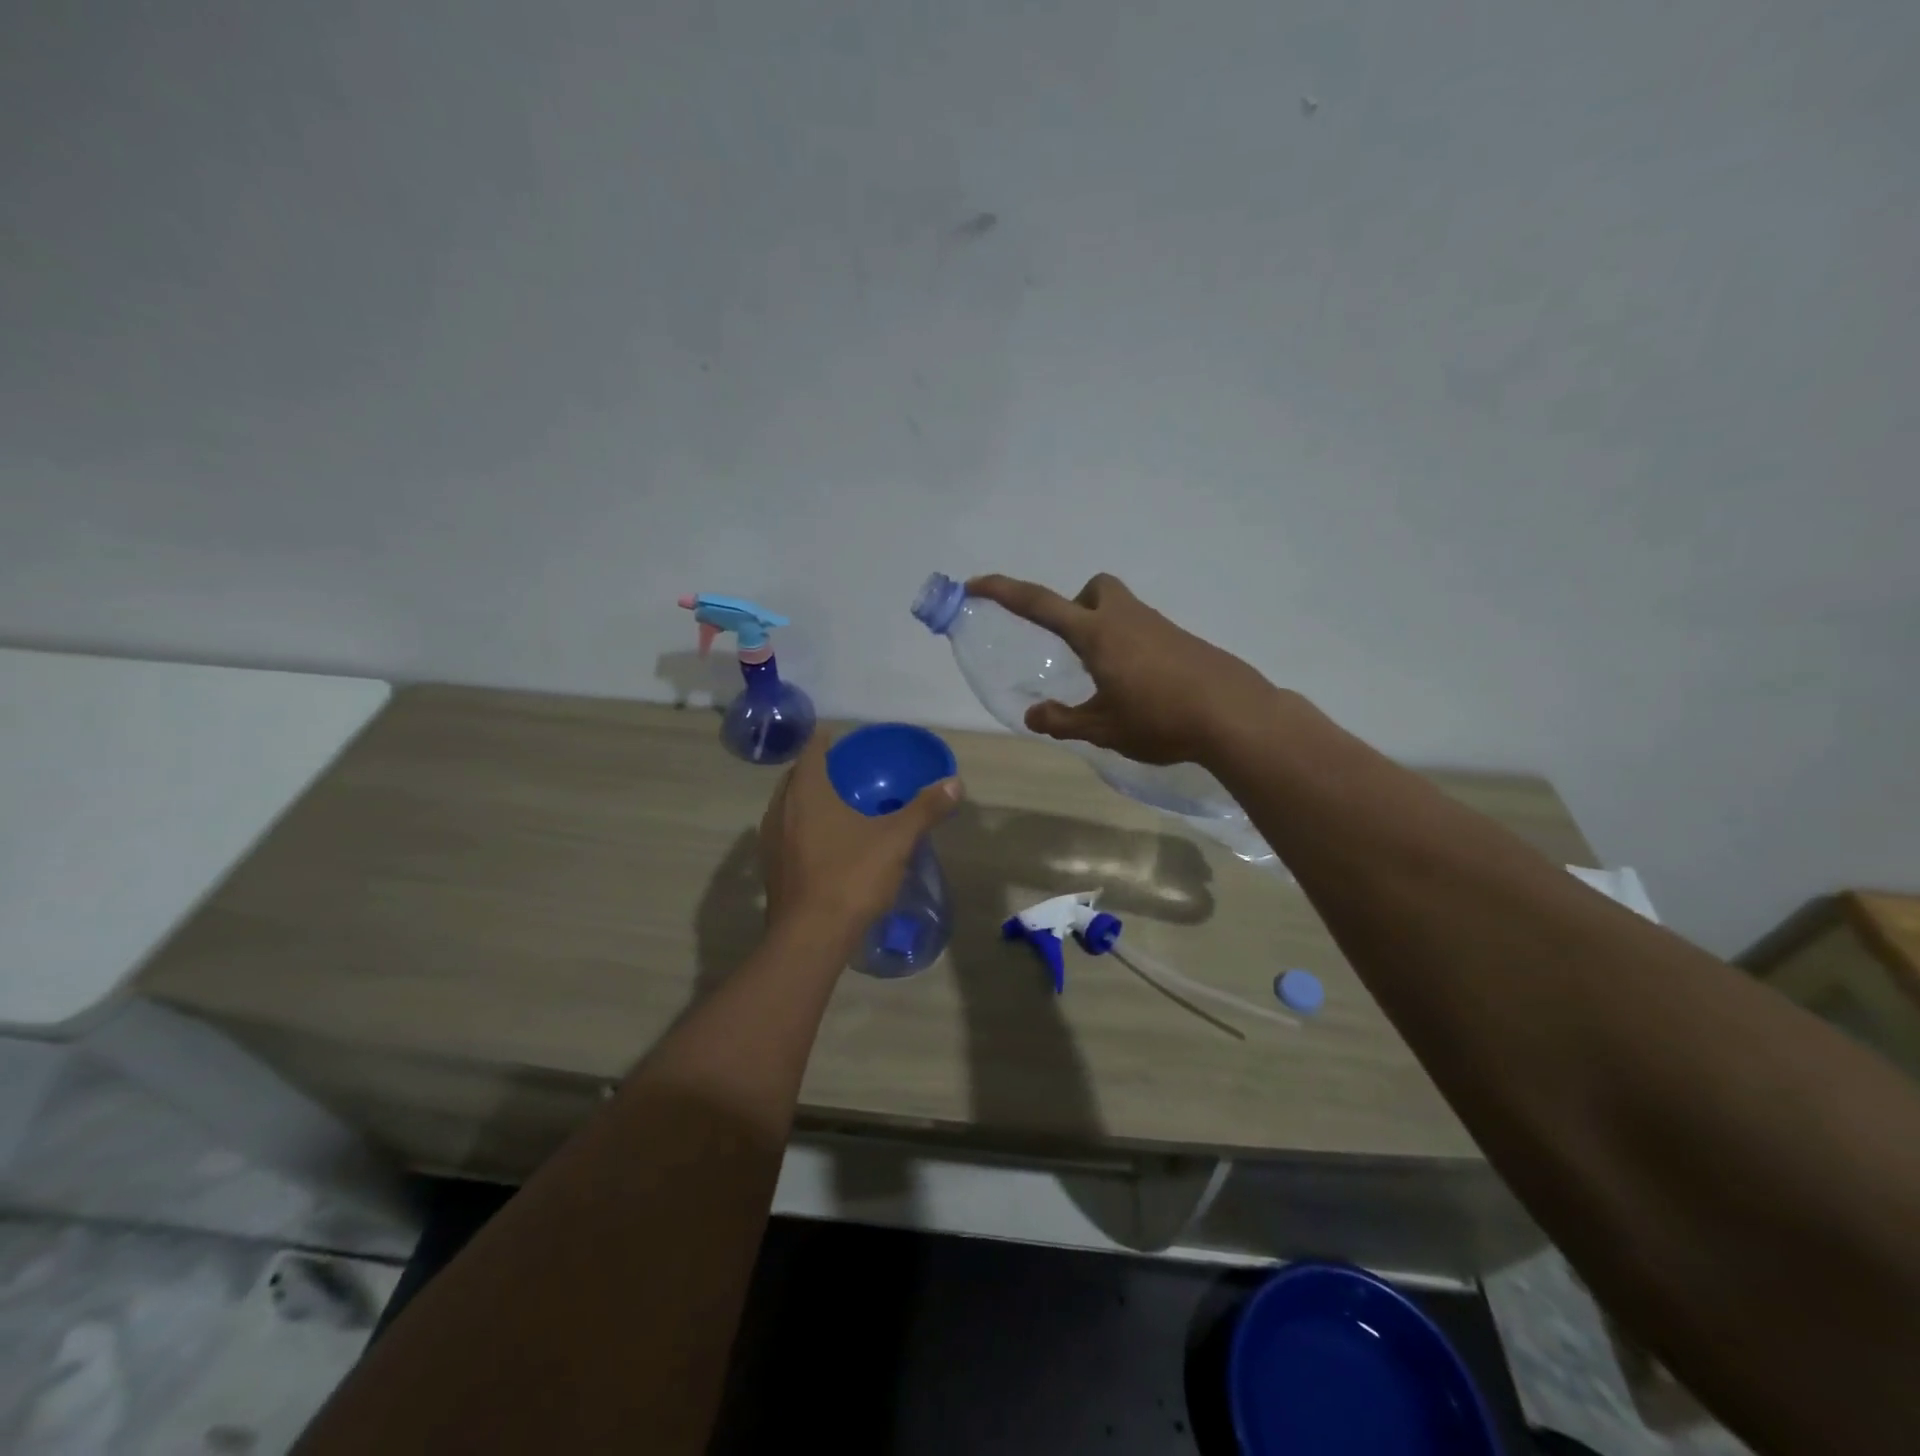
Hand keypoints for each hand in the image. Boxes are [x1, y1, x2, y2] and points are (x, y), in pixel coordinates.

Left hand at [759, 733, 962, 938]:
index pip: (811, 754)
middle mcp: (781, 811)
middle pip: (794, 779)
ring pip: (785, 808)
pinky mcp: (772, 870)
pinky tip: (823, 843)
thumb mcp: (896, 840)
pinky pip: (785, 834)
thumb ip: (925, 809)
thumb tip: (954, 782)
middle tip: (838, 769)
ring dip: (804, 800)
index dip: (823, 742)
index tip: (834, 735)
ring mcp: (771, 842)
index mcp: (807, 794)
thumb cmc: (851, 877)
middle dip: (813, 770)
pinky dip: (801, 827)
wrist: (811, 937)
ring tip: (831, 803)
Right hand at [967, 572, 1279, 766]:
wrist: (1234, 715)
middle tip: (1074, 650)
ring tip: (1106, 682)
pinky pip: (1144, 630)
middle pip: (1094, 589)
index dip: (1004, 592)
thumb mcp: (1103, 728)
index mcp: (1097, 634)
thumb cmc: (1160, 719)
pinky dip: (1130, 648)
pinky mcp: (1182, 641)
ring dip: (1103, 632)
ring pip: (1121, 610)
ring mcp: (1158, 626)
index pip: (1040, 605)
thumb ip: (1063, 720)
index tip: (975, 584)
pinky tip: (1139, 689)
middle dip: (1075, 607)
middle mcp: (1125, 619)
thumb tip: (1032, 715)